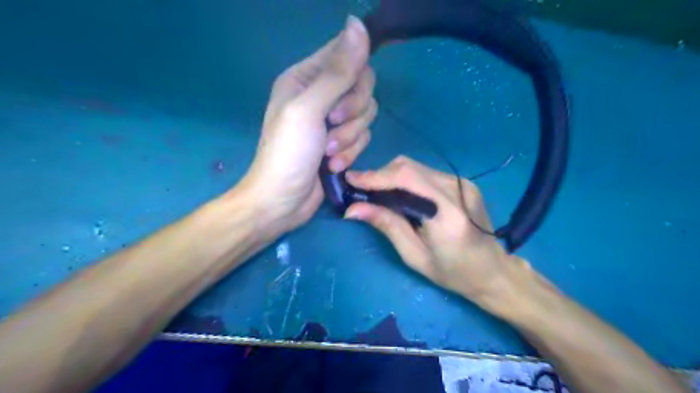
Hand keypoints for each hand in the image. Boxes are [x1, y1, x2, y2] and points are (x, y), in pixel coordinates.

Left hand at [238, 13, 374, 236]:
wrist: (282, 201)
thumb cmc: (287, 153)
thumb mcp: (308, 109)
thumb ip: (337, 72)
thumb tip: (357, 24)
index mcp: (305, 78)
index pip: (345, 56)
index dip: (355, 72)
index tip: (347, 97)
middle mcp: (321, 95)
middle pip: (362, 87)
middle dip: (352, 112)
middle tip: (332, 126)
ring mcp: (332, 121)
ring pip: (365, 115)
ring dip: (350, 137)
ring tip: (329, 153)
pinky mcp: (342, 143)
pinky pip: (363, 137)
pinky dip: (350, 152)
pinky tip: (333, 165)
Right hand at [343, 156, 527, 307]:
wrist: (493, 271)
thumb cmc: (453, 273)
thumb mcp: (414, 255)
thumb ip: (387, 225)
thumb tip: (353, 209)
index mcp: (446, 212)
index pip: (405, 179)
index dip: (375, 176)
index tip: (350, 178)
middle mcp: (457, 189)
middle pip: (409, 167)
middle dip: (380, 175)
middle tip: (362, 190)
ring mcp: (462, 183)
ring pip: (416, 167)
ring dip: (392, 176)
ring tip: (377, 193)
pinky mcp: (463, 183)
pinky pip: (426, 173)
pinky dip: (407, 180)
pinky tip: (399, 194)